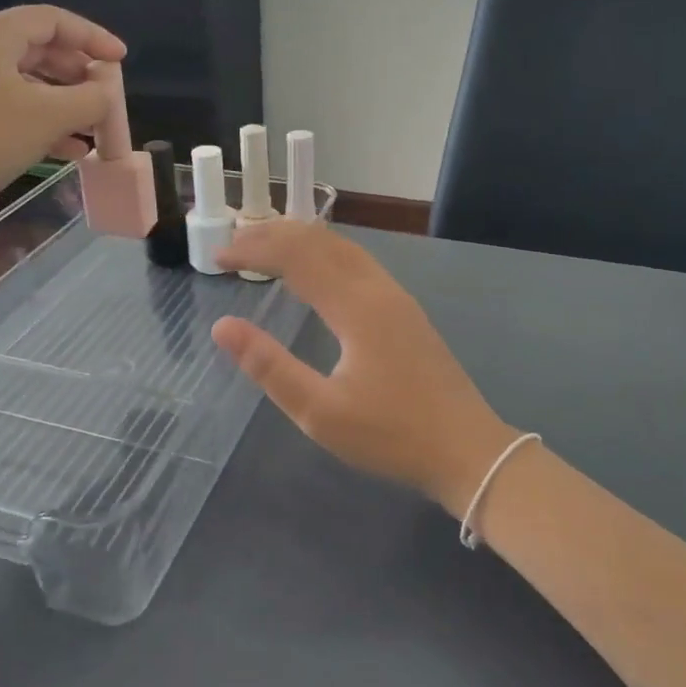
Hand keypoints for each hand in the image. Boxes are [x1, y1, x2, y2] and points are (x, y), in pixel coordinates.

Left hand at [0, 6, 123, 235]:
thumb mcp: (48, 117)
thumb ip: (90, 98)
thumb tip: (108, 90)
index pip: (54, 21)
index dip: (93, 37)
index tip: (122, 60)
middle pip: (40, 49)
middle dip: (80, 74)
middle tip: (107, 98)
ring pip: (27, 81)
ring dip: (64, 103)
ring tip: (93, 129)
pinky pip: (11, 104)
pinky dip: (41, 120)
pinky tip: (68, 149)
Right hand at [212, 221, 518, 519]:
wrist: (467, 451)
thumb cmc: (391, 436)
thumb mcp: (320, 412)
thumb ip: (269, 367)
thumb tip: (223, 327)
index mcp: (356, 307)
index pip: (296, 256)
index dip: (253, 249)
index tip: (218, 259)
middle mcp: (378, 290)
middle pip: (321, 240)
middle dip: (273, 235)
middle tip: (232, 246)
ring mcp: (397, 298)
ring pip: (343, 248)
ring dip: (300, 241)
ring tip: (263, 249)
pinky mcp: (406, 312)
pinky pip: (357, 264)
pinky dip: (323, 255)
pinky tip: (313, 274)